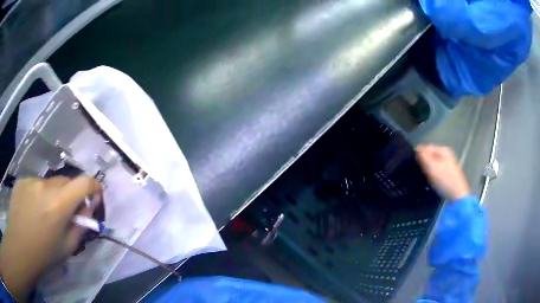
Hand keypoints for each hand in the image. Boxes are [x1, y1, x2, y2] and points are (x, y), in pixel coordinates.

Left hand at [0, 176, 100, 299]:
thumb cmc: (45, 254)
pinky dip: (39, 193)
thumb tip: (91, 204)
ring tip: (45, 213)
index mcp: (59, 204)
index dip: (94, 185)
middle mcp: (46, 186)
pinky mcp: (22, 180)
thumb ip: (82, 223)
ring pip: (49, 183)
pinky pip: (36, 183)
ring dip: (53, 194)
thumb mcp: (68, 246)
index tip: (96, 193)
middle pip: (66, 181)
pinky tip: (32, 208)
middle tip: (65, 212)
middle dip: (70, 194)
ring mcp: (32, 181)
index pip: (84, 182)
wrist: (20, 248)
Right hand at [416, 145, 470, 200]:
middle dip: (426, 164)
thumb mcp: (432, 167)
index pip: (426, 148)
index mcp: (443, 149)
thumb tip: (417, 149)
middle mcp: (447, 153)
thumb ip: (423, 156)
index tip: (420, 167)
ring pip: (434, 163)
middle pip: (430, 156)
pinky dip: (435, 174)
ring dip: (430, 170)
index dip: (421, 157)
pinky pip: (438, 169)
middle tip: (426, 174)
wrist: (458, 194)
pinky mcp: (450, 171)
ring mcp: (449, 162)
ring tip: (431, 178)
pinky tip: (436, 181)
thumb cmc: (445, 180)